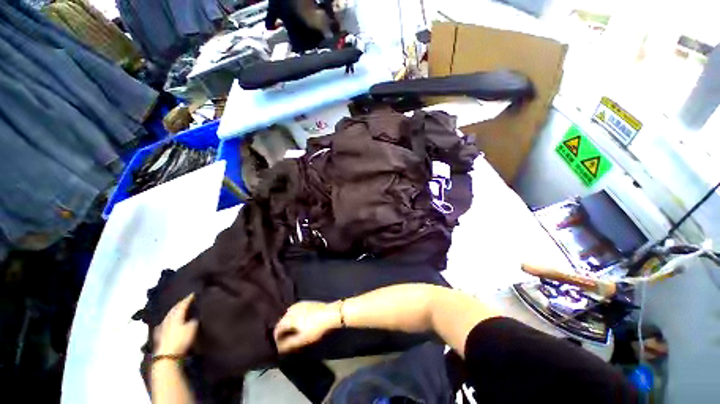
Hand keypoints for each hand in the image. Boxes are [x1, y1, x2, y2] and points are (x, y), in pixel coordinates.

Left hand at [153, 294, 197, 355]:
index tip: (193, 294)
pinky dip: (165, 321)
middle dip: (179, 304)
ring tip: (176, 309)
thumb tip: (192, 318)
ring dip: (172, 311)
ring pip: (167, 316)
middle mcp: (168, 319)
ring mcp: (162, 327)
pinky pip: (162, 324)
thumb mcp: (192, 328)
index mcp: (177, 316)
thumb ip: (193, 321)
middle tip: (185, 300)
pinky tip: (164, 323)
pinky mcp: (159, 335)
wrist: (167, 355)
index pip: (182, 305)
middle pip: (173, 309)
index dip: (188, 299)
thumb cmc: (181, 340)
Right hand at [273, 301, 340, 353]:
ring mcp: (299, 304)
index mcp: (289, 318)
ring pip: (289, 315)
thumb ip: (289, 344)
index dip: (277, 338)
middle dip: (282, 331)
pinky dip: (294, 317)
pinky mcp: (306, 302)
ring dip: (288, 323)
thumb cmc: (315, 328)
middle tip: (286, 340)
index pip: (277, 328)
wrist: (330, 313)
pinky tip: (300, 323)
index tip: (279, 345)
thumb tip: (280, 348)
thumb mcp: (302, 339)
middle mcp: (292, 309)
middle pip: (282, 321)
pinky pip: (296, 311)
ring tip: (292, 332)